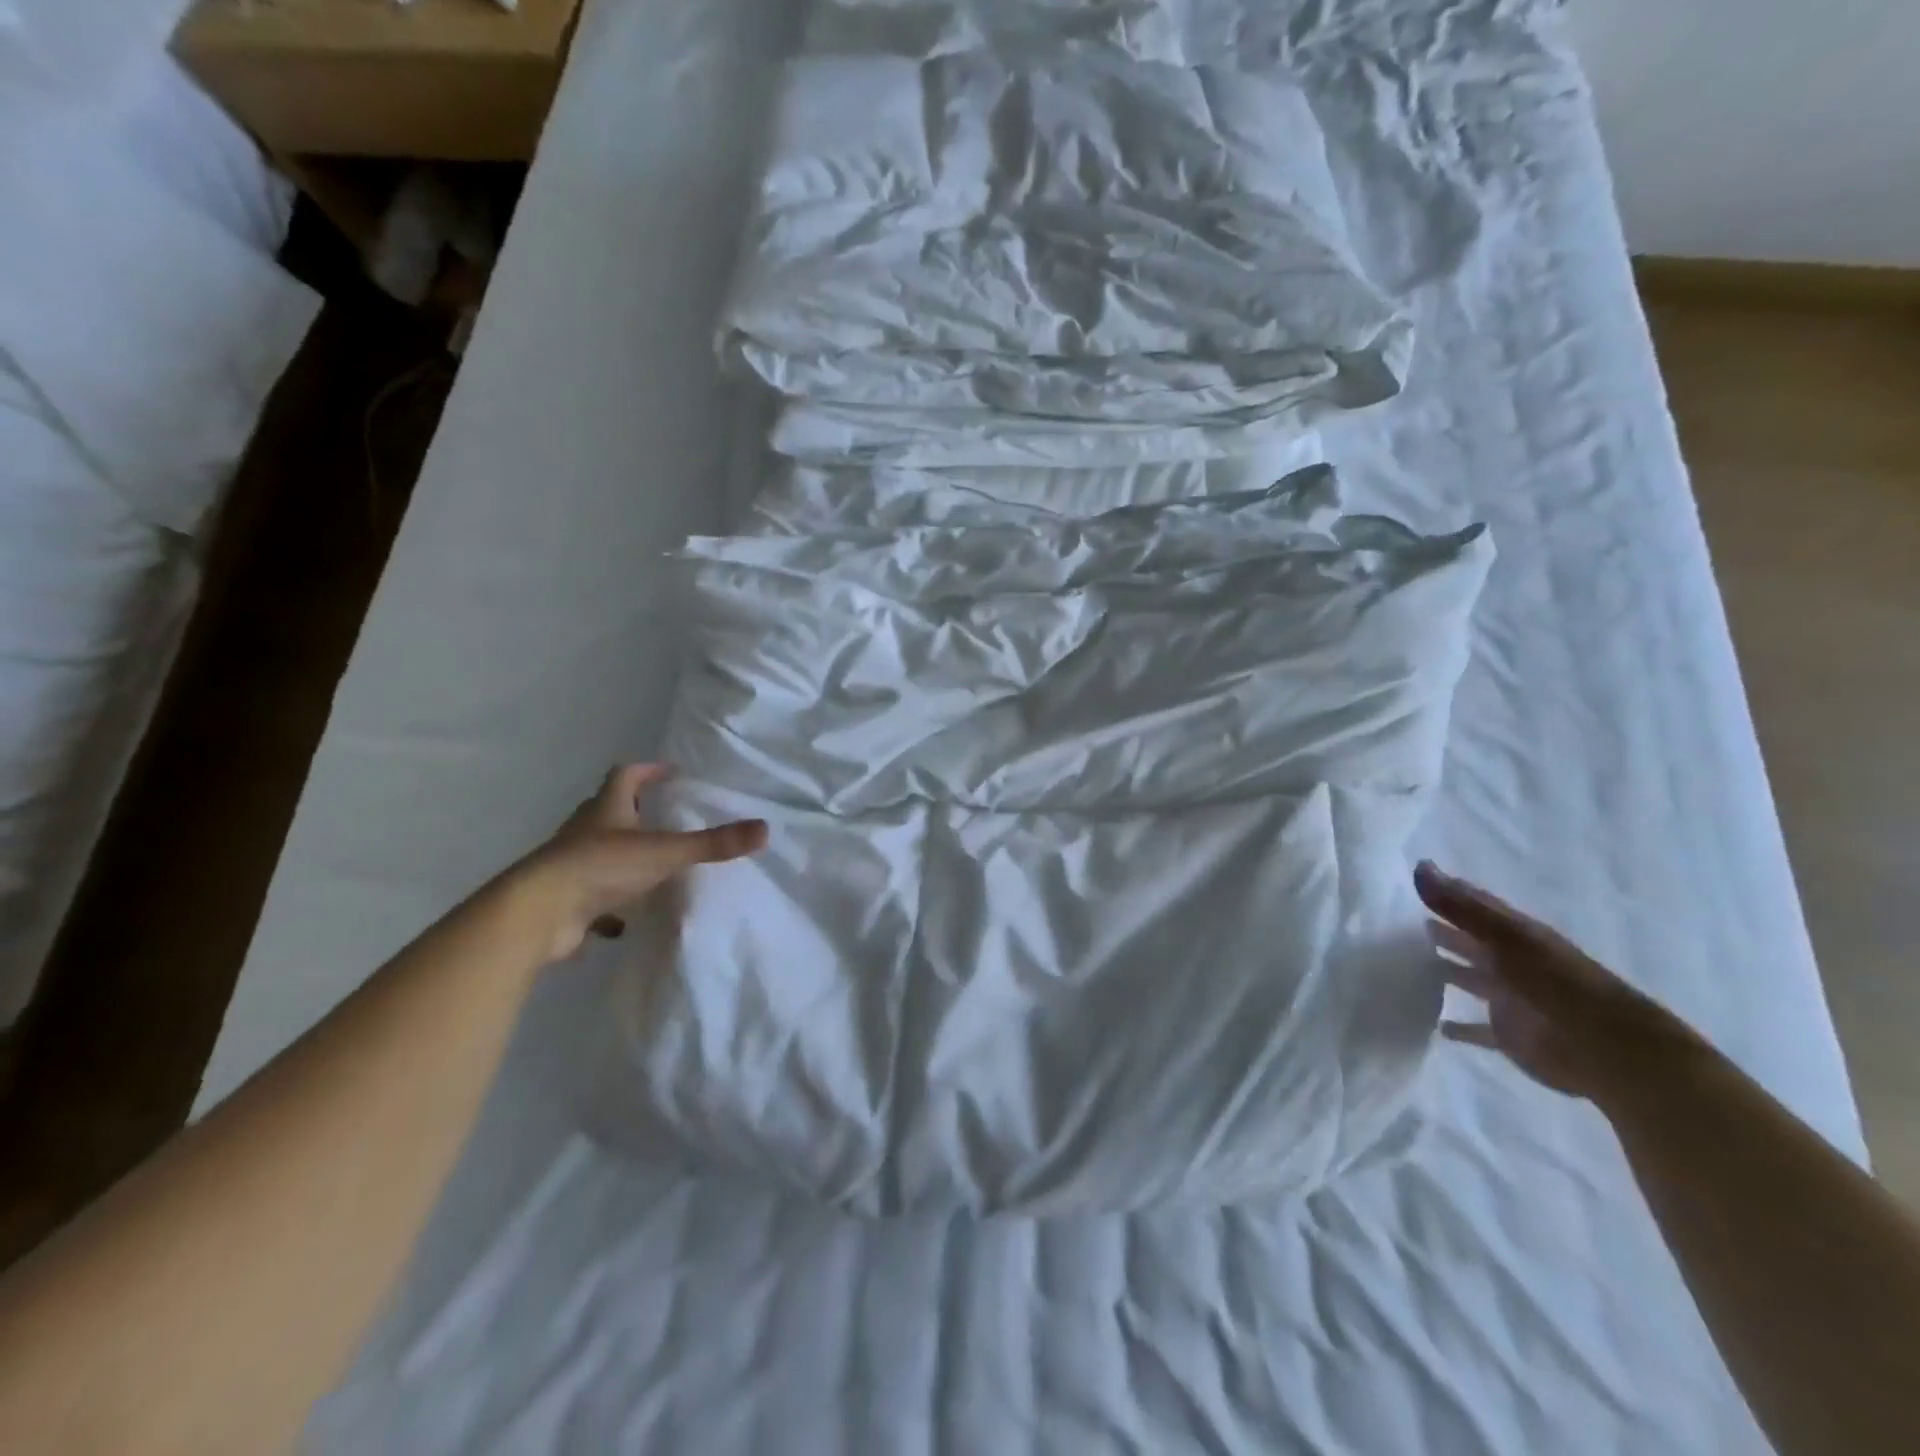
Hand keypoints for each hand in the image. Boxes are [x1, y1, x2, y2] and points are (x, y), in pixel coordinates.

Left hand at [508, 764, 766, 963]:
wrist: (538, 915)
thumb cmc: (600, 868)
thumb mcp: (665, 852)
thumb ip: (713, 844)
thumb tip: (765, 830)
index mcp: (606, 809)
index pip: (625, 776)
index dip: (648, 771)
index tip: (671, 773)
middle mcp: (586, 831)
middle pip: (610, 810)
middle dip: (637, 810)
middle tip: (667, 815)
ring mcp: (573, 866)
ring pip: (601, 852)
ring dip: (625, 854)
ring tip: (656, 864)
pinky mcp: (567, 900)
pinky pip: (595, 894)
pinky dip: (612, 901)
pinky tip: (630, 917)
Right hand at [1416, 861, 1700, 1101]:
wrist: (1608, 1050)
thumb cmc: (1555, 983)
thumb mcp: (1505, 937)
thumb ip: (1460, 906)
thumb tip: (1418, 865)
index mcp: (1516, 935)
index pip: (1477, 907)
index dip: (1450, 893)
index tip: (1416, 878)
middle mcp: (1512, 964)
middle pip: (1472, 943)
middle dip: (1445, 932)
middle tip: (1405, 922)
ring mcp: (1511, 1000)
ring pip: (1471, 980)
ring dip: (1447, 972)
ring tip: (1410, 965)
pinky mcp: (1509, 1035)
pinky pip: (1477, 1029)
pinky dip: (1460, 1027)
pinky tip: (1438, 1026)